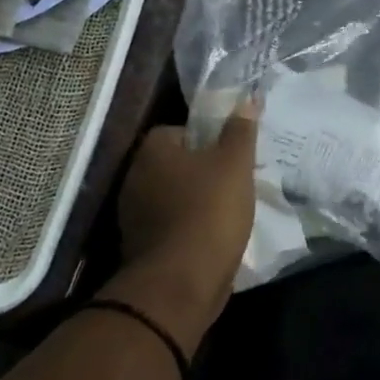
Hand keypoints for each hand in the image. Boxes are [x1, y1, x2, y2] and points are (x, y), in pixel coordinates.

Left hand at [111, 105, 258, 350]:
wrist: (182, 281)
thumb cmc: (209, 211)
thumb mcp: (235, 164)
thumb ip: (240, 131)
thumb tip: (247, 98)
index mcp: (152, 151)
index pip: (177, 130)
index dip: (206, 139)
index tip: (230, 154)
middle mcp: (134, 177)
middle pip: (174, 164)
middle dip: (201, 171)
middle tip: (234, 181)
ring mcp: (133, 214)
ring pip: (172, 196)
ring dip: (194, 201)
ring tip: (228, 210)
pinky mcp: (140, 245)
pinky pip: (170, 225)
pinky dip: (188, 228)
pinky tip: (213, 236)